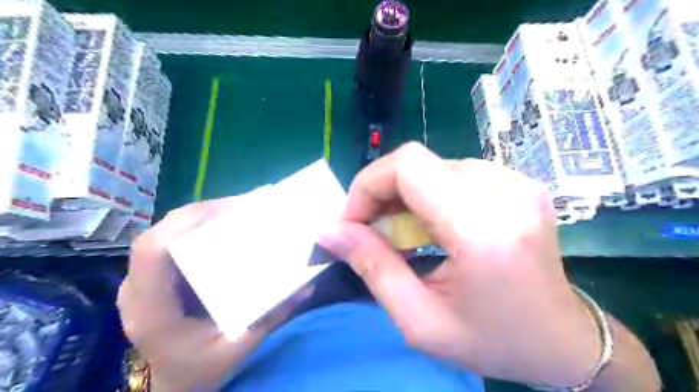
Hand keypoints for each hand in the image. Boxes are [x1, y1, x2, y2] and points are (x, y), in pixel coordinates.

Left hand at [118, 199, 308, 391]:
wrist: (170, 385)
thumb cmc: (198, 371)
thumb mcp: (238, 349)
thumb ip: (271, 318)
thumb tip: (305, 286)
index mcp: (153, 309)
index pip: (154, 250)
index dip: (189, 221)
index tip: (232, 211)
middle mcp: (139, 289)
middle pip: (161, 232)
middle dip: (203, 212)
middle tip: (244, 207)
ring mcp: (141, 281)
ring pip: (165, 232)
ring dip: (201, 217)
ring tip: (237, 212)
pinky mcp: (152, 278)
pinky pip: (171, 240)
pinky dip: (196, 227)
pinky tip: (221, 228)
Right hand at [320, 143, 599, 387]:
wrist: (564, 341)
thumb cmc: (493, 341)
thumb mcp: (420, 320)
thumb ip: (371, 267)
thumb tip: (329, 231)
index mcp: (482, 227)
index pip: (408, 166)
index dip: (368, 185)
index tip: (353, 223)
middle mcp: (504, 192)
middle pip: (418, 162)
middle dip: (382, 192)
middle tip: (371, 231)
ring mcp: (517, 182)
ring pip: (434, 166)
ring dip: (405, 195)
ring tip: (401, 233)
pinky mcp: (519, 183)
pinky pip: (455, 173)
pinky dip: (430, 194)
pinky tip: (431, 225)